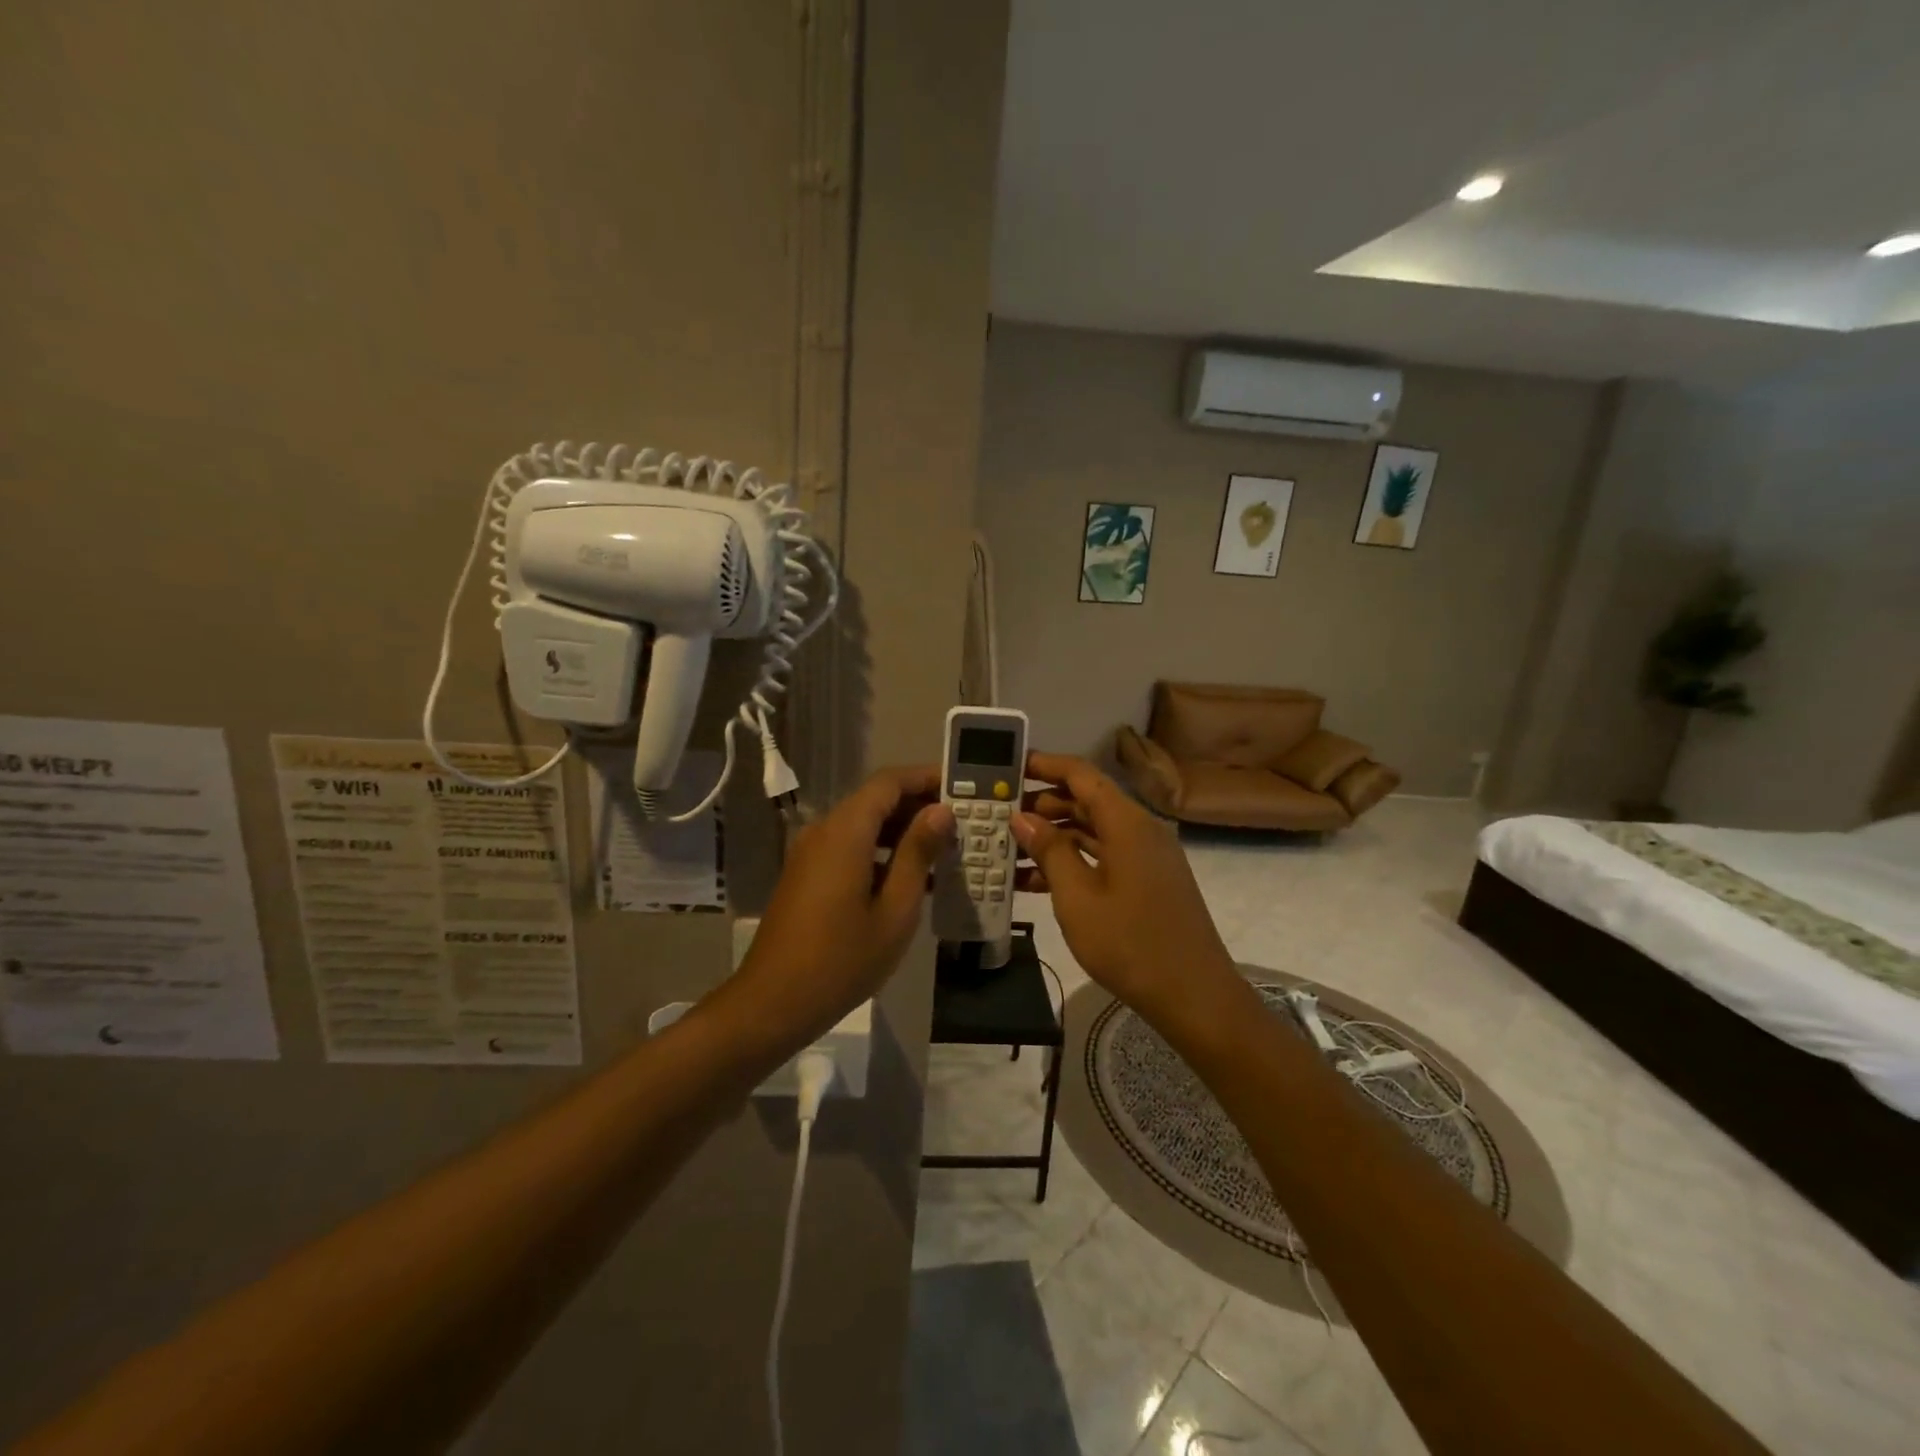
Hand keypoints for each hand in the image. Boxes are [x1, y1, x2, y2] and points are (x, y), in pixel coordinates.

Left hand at [715, 766, 952, 1055]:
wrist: (773, 1003)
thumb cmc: (841, 960)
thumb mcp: (895, 910)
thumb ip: (918, 854)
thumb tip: (940, 812)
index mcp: (845, 832)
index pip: (889, 782)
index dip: (926, 777)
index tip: (962, 787)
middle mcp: (824, 831)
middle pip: (875, 800)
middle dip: (918, 805)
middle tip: (962, 823)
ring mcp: (811, 853)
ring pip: (862, 824)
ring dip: (901, 829)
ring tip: (944, 849)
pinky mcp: (807, 874)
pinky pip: (849, 846)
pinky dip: (881, 850)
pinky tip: (910, 877)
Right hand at [1013, 752, 1238, 1030]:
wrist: (1194, 996)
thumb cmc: (1131, 944)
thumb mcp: (1077, 898)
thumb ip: (1049, 851)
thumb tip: (1022, 817)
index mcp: (1127, 823)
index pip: (1082, 774)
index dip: (1045, 765)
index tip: (1009, 766)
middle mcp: (1141, 830)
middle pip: (1088, 800)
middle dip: (1043, 804)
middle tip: (1000, 814)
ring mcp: (1147, 857)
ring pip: (1094, 831)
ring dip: (1055, 836)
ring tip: (1010, 848)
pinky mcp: (1149, 881)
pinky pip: (1105, 856)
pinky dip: (1074, 861)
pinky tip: (1037, 881)